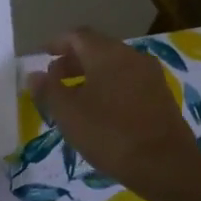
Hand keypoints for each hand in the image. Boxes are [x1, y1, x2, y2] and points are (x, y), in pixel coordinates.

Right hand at [28, 28, 200, 197]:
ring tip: (75, 97)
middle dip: (73, 60)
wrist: (166, 165)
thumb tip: (35, 75)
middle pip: (97, 48)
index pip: (77, 36)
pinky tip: (101, 110)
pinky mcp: (161, 95)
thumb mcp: (68, 114)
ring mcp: (150, 75)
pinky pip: (128, 80)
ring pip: (114, 65)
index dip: (57, 43)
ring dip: (91, 74)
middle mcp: (130, 55)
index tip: (43, 57)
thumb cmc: (109, 134)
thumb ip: (49, 90)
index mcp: (106, 53)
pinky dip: (110, 86)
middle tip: (55, 80)